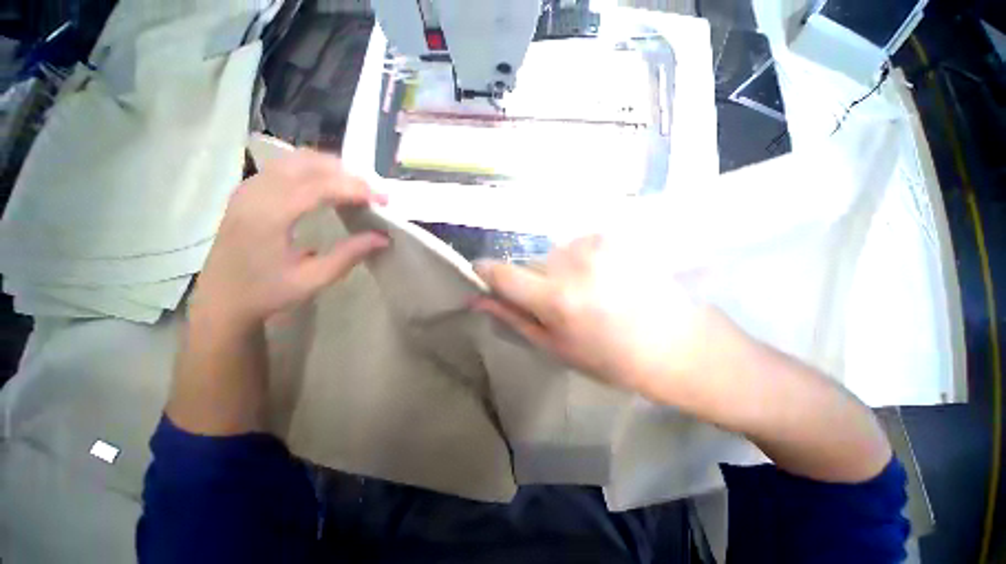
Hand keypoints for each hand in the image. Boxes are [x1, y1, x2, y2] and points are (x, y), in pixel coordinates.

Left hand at [191, 149, 387, 328]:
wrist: (221, 300)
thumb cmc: (266, 293)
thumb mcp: (313, 279)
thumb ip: (349, 254)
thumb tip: (383, 237)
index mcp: (268, 216)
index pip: (318, 186)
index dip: (354, 188)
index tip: (382, 199)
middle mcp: (255, 193)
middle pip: (307, 164)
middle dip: (346, 174)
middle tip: (373, 193)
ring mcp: (248, 188)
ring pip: (294, 160)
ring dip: (330, 168)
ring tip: (356, 188)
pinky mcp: (248, 191)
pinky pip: (285, 167)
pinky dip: (313, 170)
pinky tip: (328, 185)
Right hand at [473, 235, 723, 403]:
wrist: (679, 343)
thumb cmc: (612, 357)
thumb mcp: (556, 346)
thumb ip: (514, 318)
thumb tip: (477, 299)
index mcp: (556, 297)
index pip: (501, 273)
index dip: (486, 273)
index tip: (483, 276)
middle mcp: (572, 261)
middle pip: (530, 264)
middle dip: (535, 282)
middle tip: (561, 305)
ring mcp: (595, 243)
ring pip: (553, 255)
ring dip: (559, 272)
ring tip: (588, 293)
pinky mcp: (613, 236)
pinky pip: (577, 247)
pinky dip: (580, 262)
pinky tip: (605, 279)